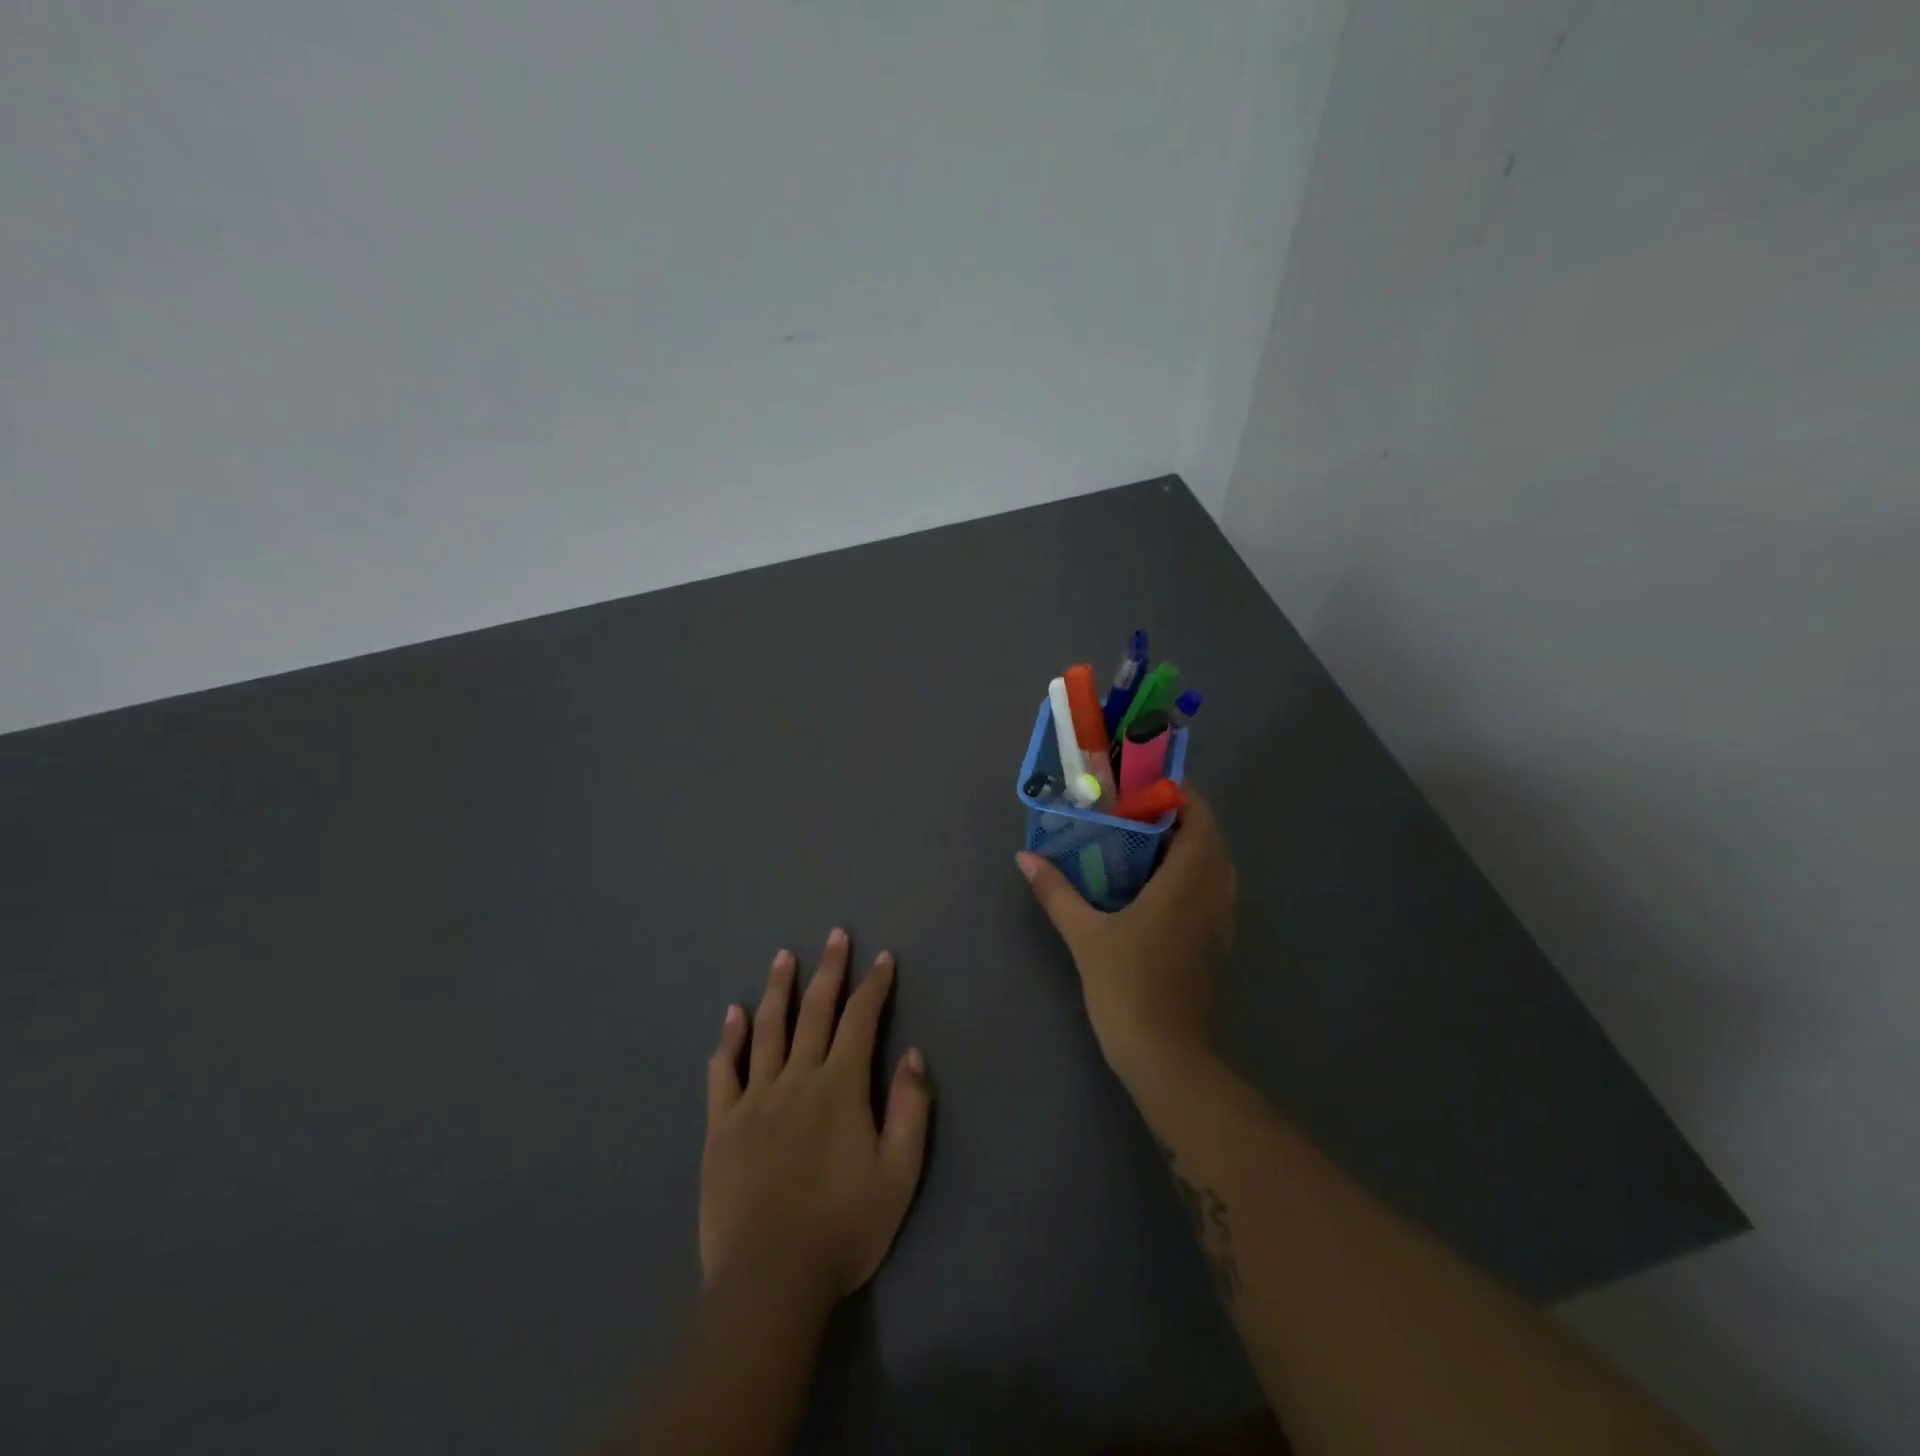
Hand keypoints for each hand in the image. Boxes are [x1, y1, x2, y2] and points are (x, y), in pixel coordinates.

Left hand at [701, 929, 930, 1309]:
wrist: (770, 1279)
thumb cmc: (844, 1227)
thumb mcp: (899, 1173)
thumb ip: (910, 1109)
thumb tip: (913, 1054)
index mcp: (840, 1087)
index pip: (861, 1020)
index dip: (874, 986)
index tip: (882, 958)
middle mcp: (797, 1078)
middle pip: (815, 1011)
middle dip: (829, 970)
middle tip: (835, 935)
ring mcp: (755, 1098)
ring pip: (768, 1029)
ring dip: (779, 989)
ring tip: (784, 955)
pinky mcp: (722, 1124)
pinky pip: (724, 1071)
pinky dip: (730, 1038)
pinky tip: (734, 1013)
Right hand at [1017, 788, 1237, 1082]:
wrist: (1166, 1055)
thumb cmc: (1128, 986)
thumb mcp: (1084, 935)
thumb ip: (1056, 891)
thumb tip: (1025, 857)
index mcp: (1188, 882)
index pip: (1201, 820)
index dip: (1181, 796)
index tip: (1144, 787)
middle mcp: (1214, 894)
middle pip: (1211, 839)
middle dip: (1180, 818)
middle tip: (1135, 813)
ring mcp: (1221, 921)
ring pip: (1216, 866)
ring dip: (1190, 847)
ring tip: (1144, 844)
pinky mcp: (1218, 944)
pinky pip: (1214, 891)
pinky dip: (1193, 875)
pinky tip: (1156, 887)